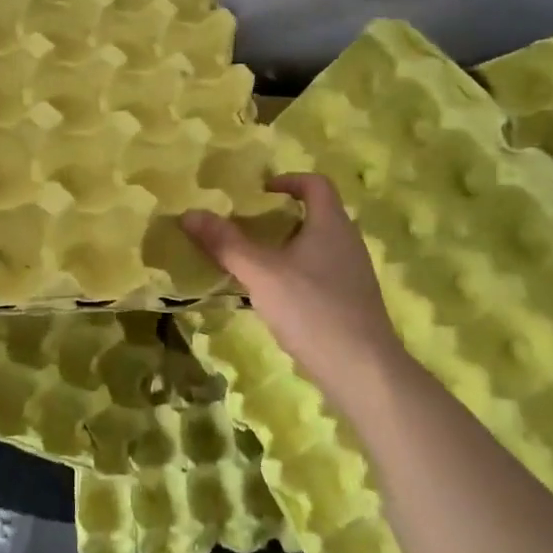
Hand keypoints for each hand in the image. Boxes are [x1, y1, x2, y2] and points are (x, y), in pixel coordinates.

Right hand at [182, 174, 406, 404]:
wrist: (363, 372)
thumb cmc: (312, 309)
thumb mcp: (261, 273)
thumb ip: (225, 243)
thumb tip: (189, 214)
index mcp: (331, 224)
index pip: (315, 183)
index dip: (288, 180)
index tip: (260, 192)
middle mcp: (347, 242)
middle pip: (316, 214)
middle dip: (280, 216)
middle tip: (247, 226)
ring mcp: (353, 274)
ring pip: (317, 246)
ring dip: (286, 247)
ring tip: (254, 261)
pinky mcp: (352, 302)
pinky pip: (321, 273)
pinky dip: (296, 274)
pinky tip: (275, 297)